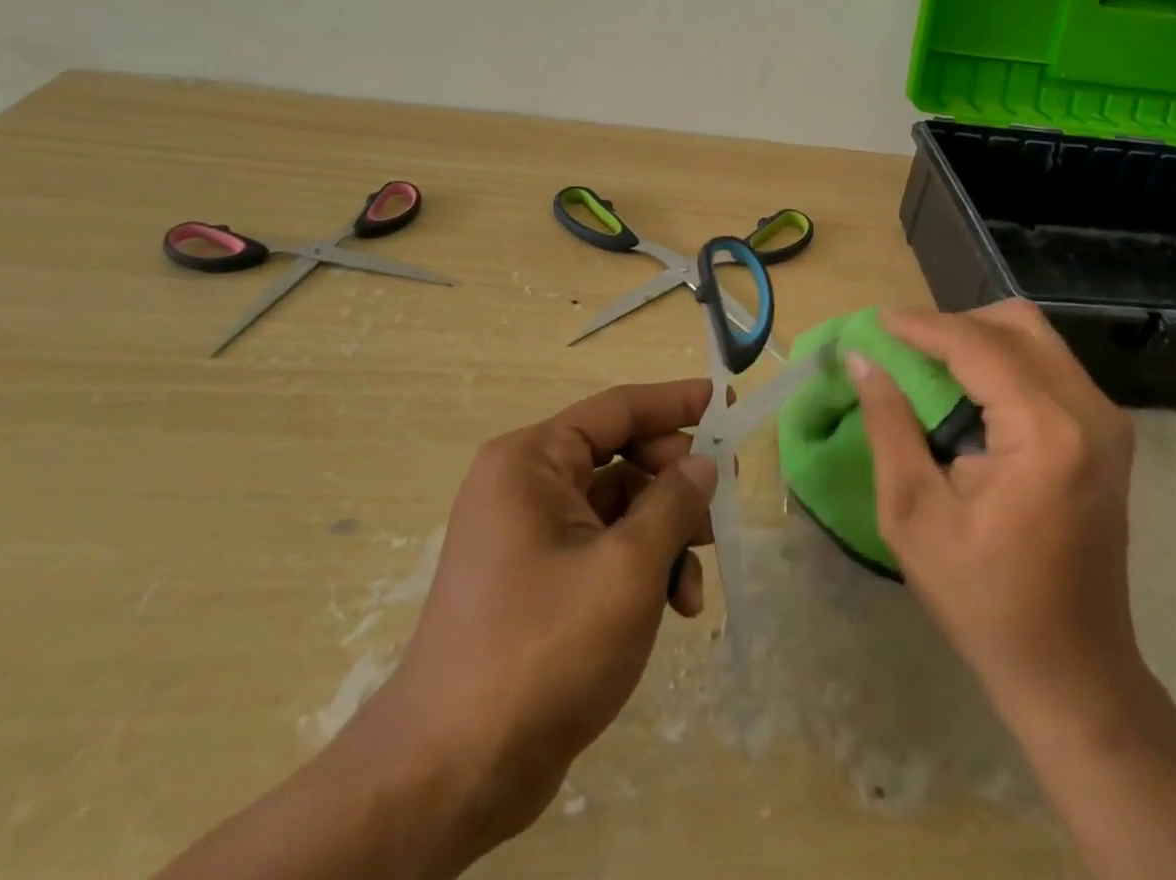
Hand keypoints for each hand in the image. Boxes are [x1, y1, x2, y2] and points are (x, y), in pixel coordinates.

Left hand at [336, 379, 717, 866]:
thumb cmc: (544, 648)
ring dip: (664, 537)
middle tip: (718, 510)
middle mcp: (524, 486)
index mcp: (532, 461)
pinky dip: (640, 569)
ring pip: (618, 509)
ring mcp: (528, 536)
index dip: (673, 402)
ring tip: (692, 587)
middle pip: (621, 459)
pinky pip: (602, 549)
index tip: (722, 400)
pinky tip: (671, 609)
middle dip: (673, 486)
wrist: (453, 774)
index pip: (616, 408)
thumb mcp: (626, 567)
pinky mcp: (537, 581)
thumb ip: (674, 503)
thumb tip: (702, 465)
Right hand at [848, 301, 1141, 728]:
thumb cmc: (984, 599)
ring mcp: (1107, 422)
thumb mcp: (913, 514)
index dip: (922, 326)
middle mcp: (1090, 412)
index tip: (876, 322)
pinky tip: (968, 391)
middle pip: (1017, 324)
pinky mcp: (1108, 435)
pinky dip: (1003, 361)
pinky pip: (1050, 366)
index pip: (977, 346)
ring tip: (929, 365)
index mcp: (1047, 433)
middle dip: (954, 324)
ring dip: (979, 339)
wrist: (1072, 670)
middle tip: (905, 346)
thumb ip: (888, 426)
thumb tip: (863, 360)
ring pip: (1036, 339)